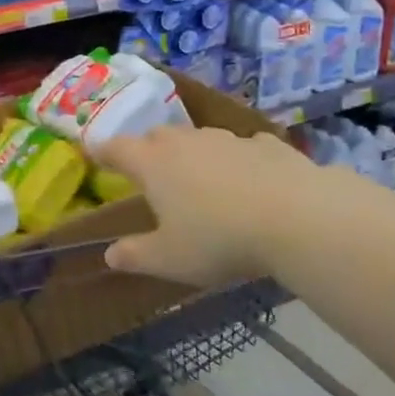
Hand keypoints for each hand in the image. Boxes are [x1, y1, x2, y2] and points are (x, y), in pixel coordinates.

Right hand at [91, 125, 322, 286]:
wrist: (300, 218)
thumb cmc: (219, 239)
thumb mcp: (170, 259)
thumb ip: (136, 255)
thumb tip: (109, 256)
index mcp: (153, 164)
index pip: (116, 148)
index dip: (102, 151)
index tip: (94, 153)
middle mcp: (185, 143)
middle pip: (156, 136)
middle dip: (147, 149)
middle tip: (149, 171)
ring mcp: (228, 139)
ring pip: (199, 138)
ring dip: (193, 152)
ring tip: (200, 178)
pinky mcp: (268, 145)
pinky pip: (243, 147)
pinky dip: (238, 159)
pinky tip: (250, 178)